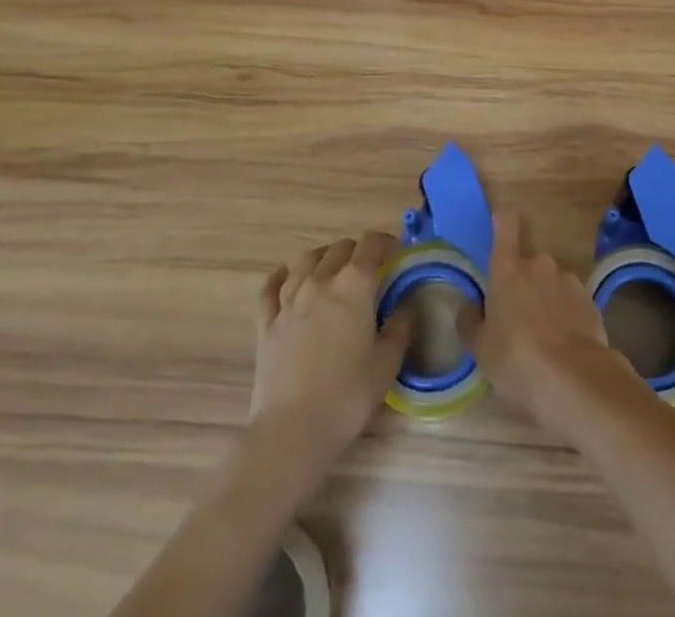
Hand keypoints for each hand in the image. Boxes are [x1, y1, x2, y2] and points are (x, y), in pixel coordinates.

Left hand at [252, 232, 410, 472]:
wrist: (292, 431)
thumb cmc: (347, 395)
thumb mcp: (387, 364)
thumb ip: (400, 329)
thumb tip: (407, 308)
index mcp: (353, 286)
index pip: (371, 244)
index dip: (386, 242)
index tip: (396, 254)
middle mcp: (320, 282)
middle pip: (339, 249)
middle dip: (357, 251)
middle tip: (369, 269)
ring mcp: (289, 301)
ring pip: (305, 261)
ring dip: (323, 257)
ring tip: (333, 268)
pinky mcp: (266, 324)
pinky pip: (270, 287)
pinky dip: (281, 276)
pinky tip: (287, 277)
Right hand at [458, 210, 638, 440]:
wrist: (575, 380)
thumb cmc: (517, 359)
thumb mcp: (480, 349)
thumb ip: (470, 321)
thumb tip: (470, 306)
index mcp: (508, 268)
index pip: (505, 224)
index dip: (502, 221)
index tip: (499, 228)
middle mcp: (539, 263)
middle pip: (528, 263)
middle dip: (524, 283)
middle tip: (519, 319)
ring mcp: (568, 279)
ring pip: (551, 283)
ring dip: (546, 299)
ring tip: (545, 338)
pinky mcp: (590, 299)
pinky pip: (571, 301)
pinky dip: (566, 315)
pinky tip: (565, 345)